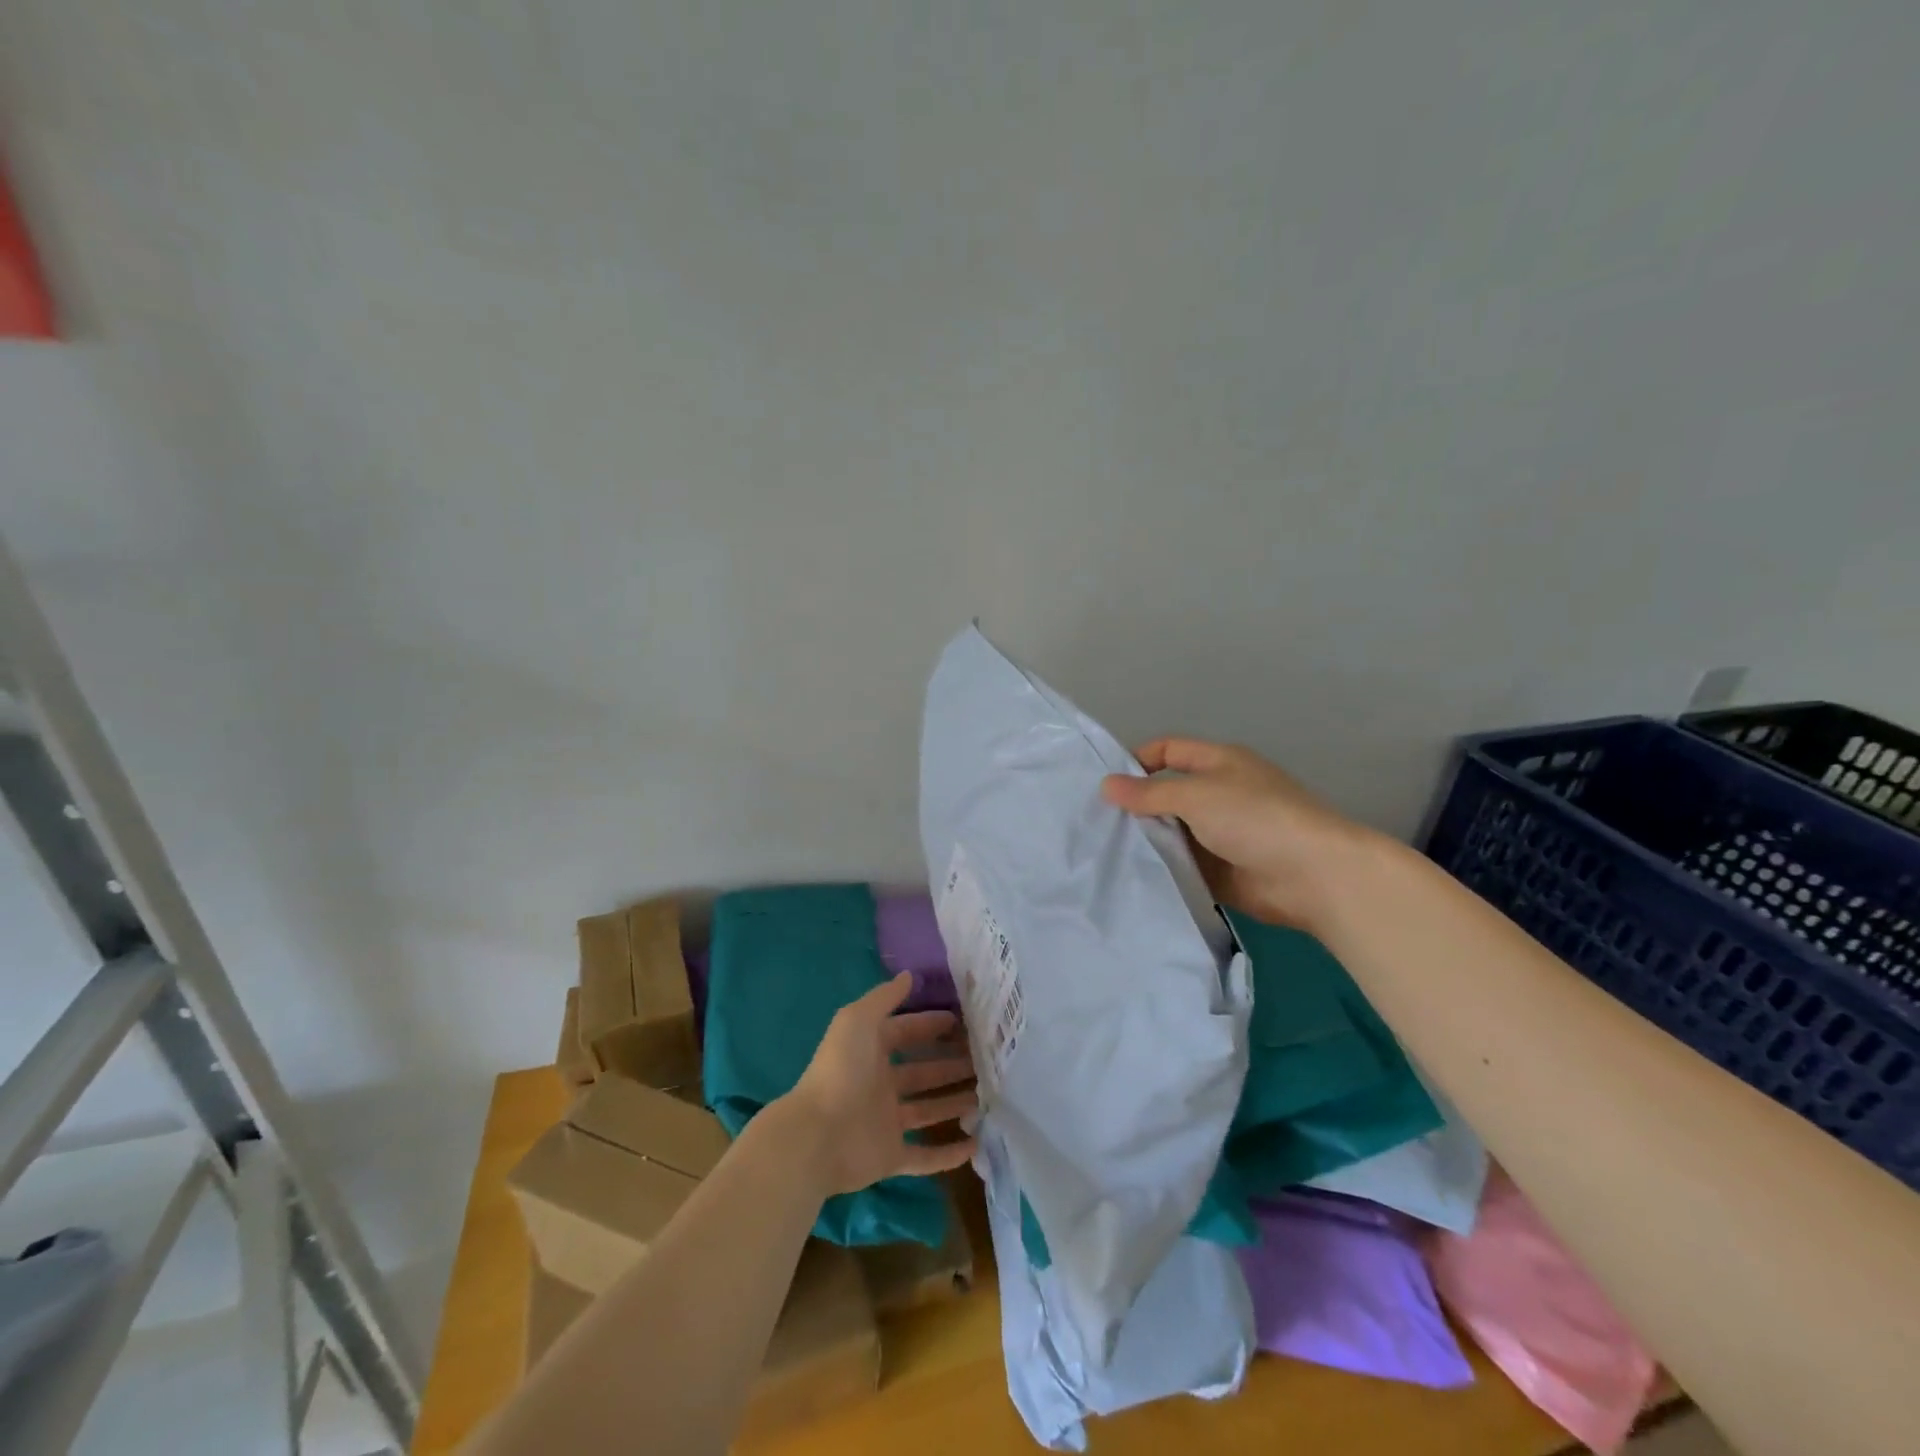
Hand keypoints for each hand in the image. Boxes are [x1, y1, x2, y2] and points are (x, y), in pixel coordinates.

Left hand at [780, 974, 978, 1197]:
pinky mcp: (890, 1156)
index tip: (964, 1022)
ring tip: (986, 1096)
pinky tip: (975, 1143)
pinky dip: (948, 1154)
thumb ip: (884, 997)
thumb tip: (909, 975)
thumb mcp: (859, 1020)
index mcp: (870, 1052)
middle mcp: (879, 1084)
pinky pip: (924, 1156)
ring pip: (927, 1110)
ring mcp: (885, 1122)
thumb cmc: (841, 1071)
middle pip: (922, 1072)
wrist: (818, 1136)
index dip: (931, 1026)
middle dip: (950, 1064)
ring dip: (953, 1102)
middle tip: (985, 1060)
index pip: (906, 1034)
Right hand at [1100, 736, 1372, 929]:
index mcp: (1218, 763)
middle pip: (1166, 793)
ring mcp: (1219, 834)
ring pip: (1172, 831)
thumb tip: (1106, 785)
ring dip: (1146, 839)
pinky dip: (1161, 867)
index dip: (1137, 761)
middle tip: (1095, 822)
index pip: (1168, 750)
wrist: (1313, 875)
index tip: (1105, 785)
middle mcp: (1218, 794)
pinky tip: (1130, 874)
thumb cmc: (1256, 818)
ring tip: (1104, 850)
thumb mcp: (1197, 796)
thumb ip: (1149, 793)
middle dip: (1135, 805)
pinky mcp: (1220, 870)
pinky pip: (1182, 864)